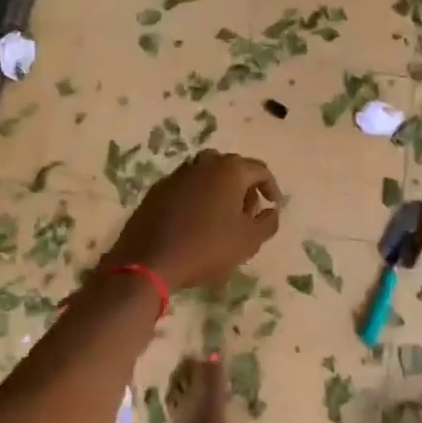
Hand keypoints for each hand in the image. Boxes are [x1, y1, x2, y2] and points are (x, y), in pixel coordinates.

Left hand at [103, 149, 280, 291]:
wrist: (149, 259)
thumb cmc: (207, 247)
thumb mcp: (249, 241)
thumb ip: (268, 222)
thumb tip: (271, 211)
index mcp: (230, 169)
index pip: (260, 170)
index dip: (271, 187)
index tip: (273, 206)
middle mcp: (204, 163)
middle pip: (233, 168)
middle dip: (245, 187)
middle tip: (248, 213)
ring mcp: (178, 173)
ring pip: (208, 174)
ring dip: (220, 190)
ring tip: (223, 217)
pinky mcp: (159, 189)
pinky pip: (187, 186)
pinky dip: (198, 197)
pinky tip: (197, 221)